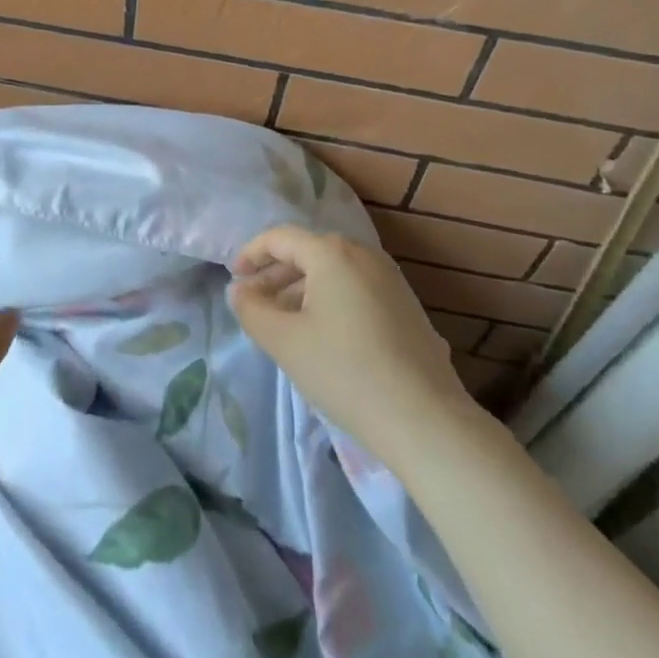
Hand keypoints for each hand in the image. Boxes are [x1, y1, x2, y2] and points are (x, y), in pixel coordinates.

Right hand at [228, 226, 480, 467]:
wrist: (425, 419)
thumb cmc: (344, 371)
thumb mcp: (284, 341)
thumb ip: (252, 310)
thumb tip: (240, 291)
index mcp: (332, 253)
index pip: (280, 238)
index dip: (251, 254)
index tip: (233, 279)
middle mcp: (364, 255)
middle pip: (309, 252)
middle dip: (276, 275)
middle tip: (254, 303)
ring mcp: (391, 280)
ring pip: (334, 273)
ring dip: (302, 290)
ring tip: (283, 323)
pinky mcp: (406, 307)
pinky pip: (356, 290)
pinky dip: (330, 301)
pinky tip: (323, 337)